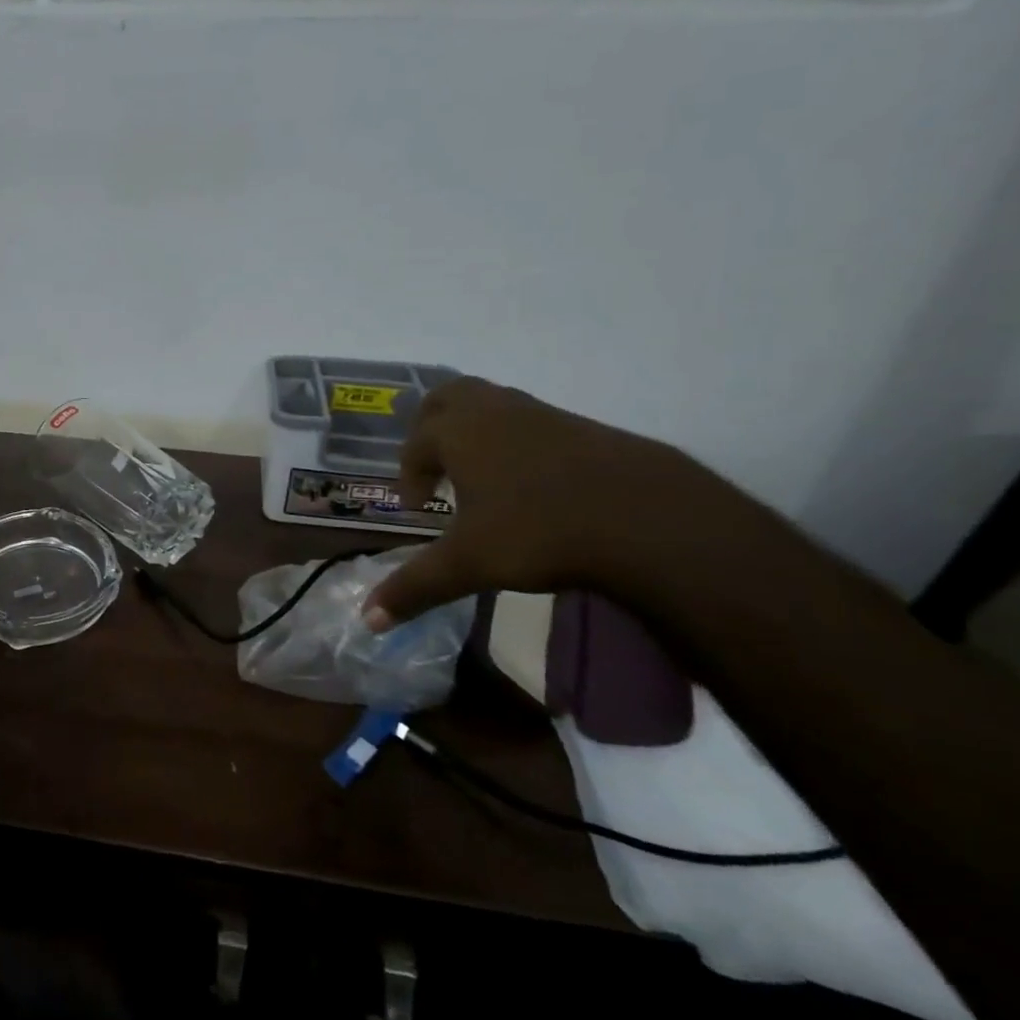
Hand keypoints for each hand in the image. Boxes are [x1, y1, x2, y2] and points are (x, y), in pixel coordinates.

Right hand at [362, 378, 720, 629]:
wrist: (652, 519)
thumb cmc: (540, 532)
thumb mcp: (468, 564)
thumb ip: (415, 587)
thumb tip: (367, 621)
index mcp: (459, 432)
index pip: (415, 443)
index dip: (408, 474)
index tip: (419, 507)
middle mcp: (495, 411)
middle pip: (447, 398)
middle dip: (431, 428)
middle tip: (436, 467)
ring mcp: (543, 414)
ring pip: (493, 404)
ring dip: (475, 432)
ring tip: (482, 478)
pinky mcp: (585, 428)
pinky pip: (532, 422)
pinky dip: (516, 443)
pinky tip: (534, 486)